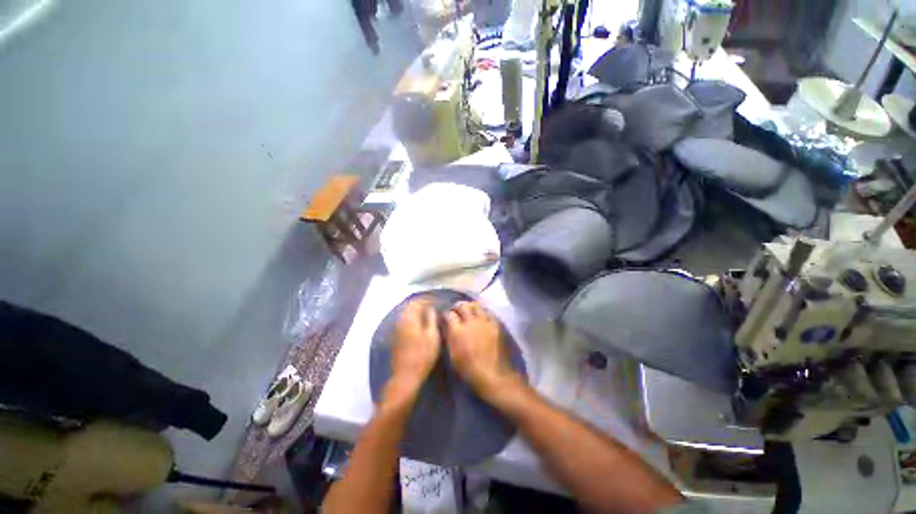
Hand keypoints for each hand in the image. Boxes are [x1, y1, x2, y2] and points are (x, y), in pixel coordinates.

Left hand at [387, 296, 440, 401]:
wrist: (406, 376)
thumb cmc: (422, 355)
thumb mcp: (432, 336)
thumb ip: (431, 319)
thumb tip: (430, 308)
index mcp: (409, 318)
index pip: (417, 302)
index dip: (427, 299)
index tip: (437, 301)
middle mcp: (400, 321)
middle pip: (410, 306)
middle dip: (421, 304)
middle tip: (433, 305)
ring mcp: (397, 329)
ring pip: (406, 314)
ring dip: (416, 311)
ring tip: (428, 313)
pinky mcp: (396, 337)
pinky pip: (405, 321)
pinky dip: (413, 318)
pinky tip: (420, 324)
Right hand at [445, 301, 517, 400]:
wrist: (489, 373)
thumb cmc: (466, 367)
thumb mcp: (452, 354)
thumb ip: (449, 337)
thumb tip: (446, 326)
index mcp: (457, 330)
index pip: (449, 314)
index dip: (446, 314)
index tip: (446, 317)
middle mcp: (470, 322)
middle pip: (463, 306)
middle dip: (457, 306)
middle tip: (456, 310)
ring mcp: (483, 322)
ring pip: (476, 306)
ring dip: (471, 306)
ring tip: (469, 309)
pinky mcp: (494, 325)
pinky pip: (489, 312)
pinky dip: (484, 311)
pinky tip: (482, 315)